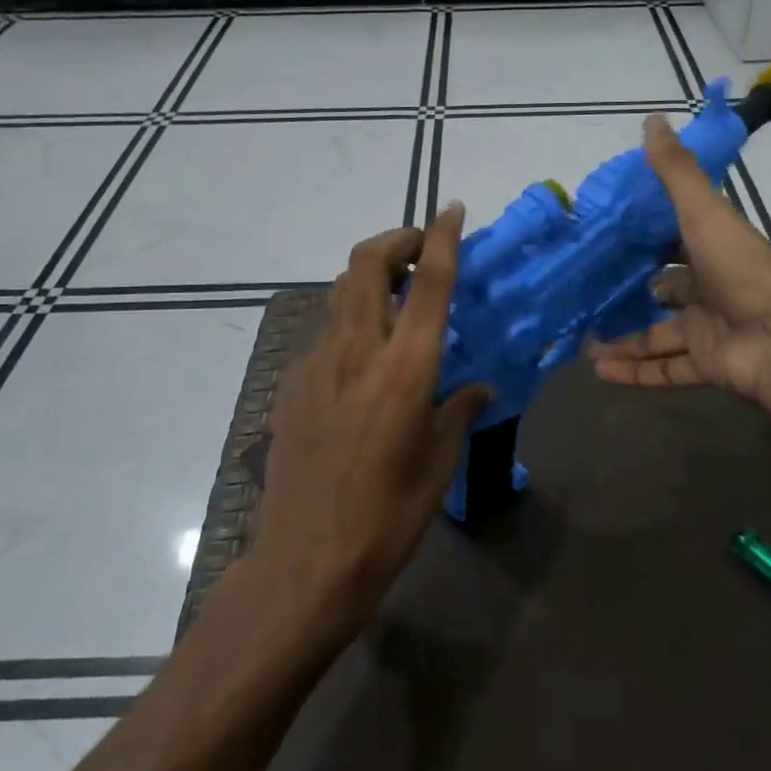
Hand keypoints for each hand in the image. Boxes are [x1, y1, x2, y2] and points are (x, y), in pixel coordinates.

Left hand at [250, 207, 491, 643]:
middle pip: (367, 264)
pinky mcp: (292, 384)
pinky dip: (350, 321)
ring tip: (397, 298)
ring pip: (340, 292)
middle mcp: (357, 351)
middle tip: (420, 252)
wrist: (307, 561)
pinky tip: (363, 359)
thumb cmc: (389, 515)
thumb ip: (459, 410)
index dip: (442, 238)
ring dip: (370, 277)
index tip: (453, 209)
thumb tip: (478, 388)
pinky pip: (325, 332)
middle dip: (396, 241)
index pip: (429, 283)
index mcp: (404, 368)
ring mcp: (316, 364)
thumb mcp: (439, 462)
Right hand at [587, 115, 770, 408]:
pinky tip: (600, 372)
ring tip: (584, 344)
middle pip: (667, 292)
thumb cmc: (742, 270)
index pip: (678, 242)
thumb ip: (676, 173)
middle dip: (633, 295)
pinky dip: (635, 372)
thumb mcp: (705, 213)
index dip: (649, 240)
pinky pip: (665, 370)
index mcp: (715, 250)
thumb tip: (652, 120)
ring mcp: (710, 330)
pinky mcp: (707, 365)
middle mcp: (712, 289)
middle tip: (590, 297)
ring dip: (625, 340)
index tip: (611, 241)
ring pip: (659, 336)